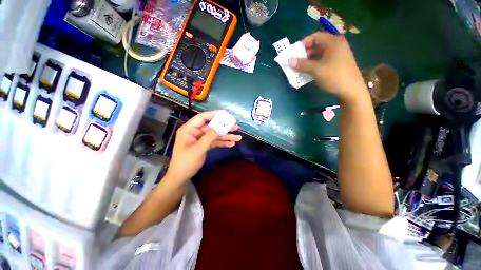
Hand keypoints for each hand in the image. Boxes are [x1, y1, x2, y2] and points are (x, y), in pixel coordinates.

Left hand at [166, 111, 241, 181]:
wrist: (181, 176)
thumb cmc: (186, 162)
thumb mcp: (198, 149)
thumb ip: (209, 137)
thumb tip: (219, 128)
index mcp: (189, 129)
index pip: (202, 118)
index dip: (214, 114)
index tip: (225, 113)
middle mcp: (195, 132)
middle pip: (211, 127)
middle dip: (224, 127)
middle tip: (235, 126)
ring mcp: (200, 139)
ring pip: (215, 135)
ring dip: (226, 136)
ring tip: (238, 138)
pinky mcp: (204, 145)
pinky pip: (214, 142)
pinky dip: (222, 143)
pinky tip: (231, 144)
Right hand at [289, 32, 367, 102]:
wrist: (351, 90)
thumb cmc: (334, 76)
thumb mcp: (316, 70)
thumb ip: (302, 65)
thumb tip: (289, 61)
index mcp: (333, 42)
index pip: (315, 37)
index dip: (303, 43)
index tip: (294, 53)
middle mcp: (336, 46)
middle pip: (317, 45)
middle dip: (305, 53)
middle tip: (295, 61)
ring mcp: (337, 55)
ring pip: (319, 54)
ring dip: (308, 60)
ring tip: (300, 68)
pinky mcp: (337, 64)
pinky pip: (323, 60)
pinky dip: (314, 64)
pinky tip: (308, 72)